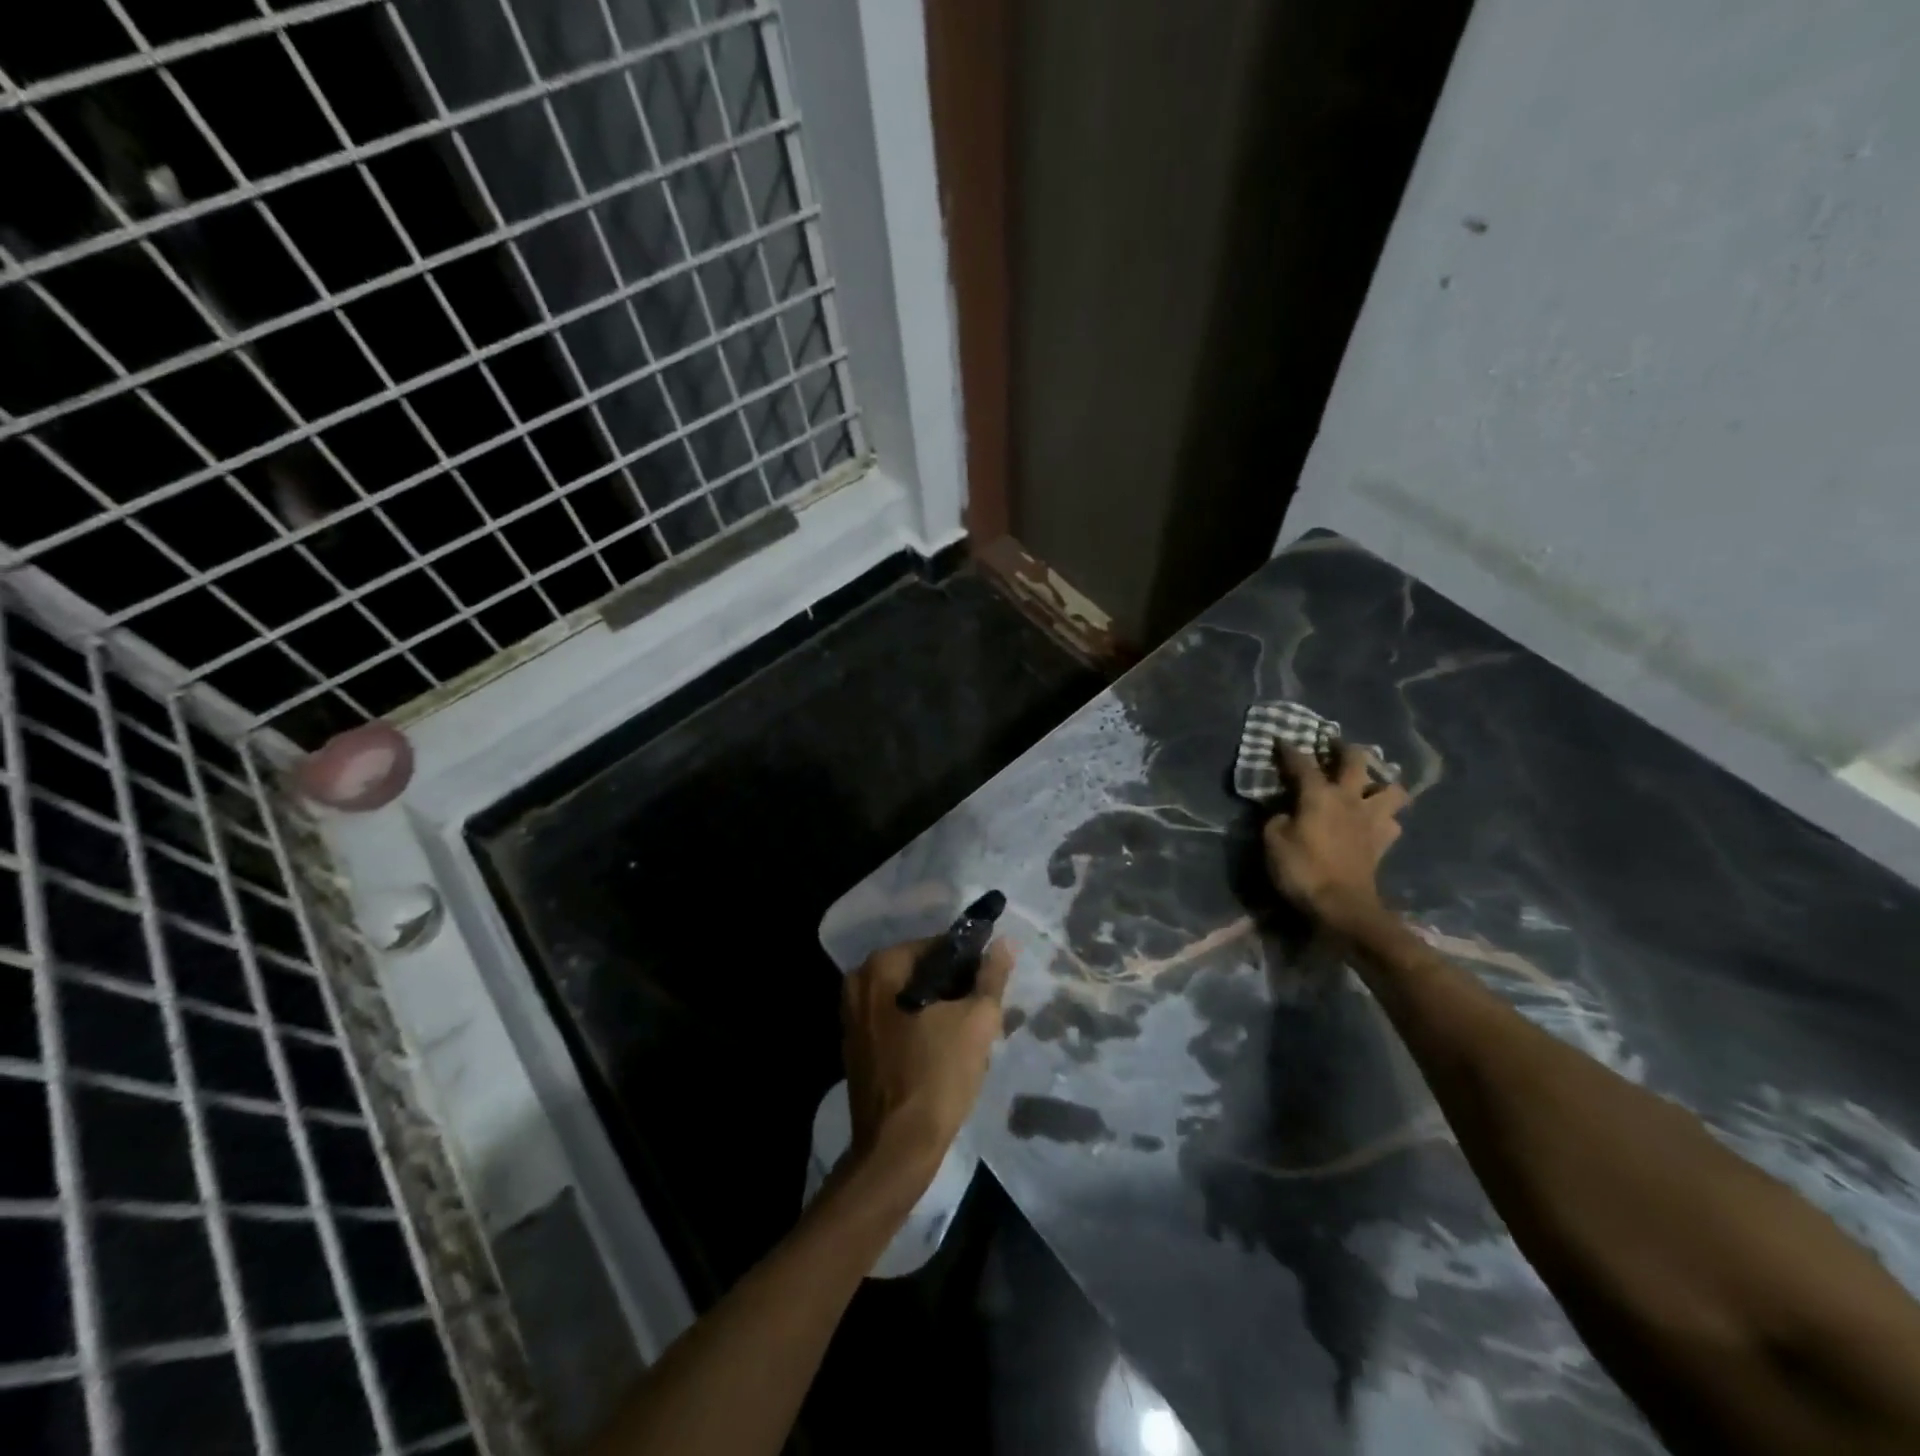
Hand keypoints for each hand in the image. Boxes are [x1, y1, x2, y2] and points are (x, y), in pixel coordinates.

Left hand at [840, 937, 1013, 1195]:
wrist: (897, 1150)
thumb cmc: (938, 1076)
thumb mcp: (976, 1021)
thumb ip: (991, 976)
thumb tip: (1006, 942)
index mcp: (881, 967)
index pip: (936, 946)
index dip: (969, 962)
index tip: (989, 986)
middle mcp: (858, 983)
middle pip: (920, 972)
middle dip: (953, 988)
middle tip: (982, 1012)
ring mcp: (851, 1017)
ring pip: (909, 999)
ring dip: (938, 1010)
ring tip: (968, 1035)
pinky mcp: (855, 1047)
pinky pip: (895, 1022)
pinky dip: (918, 1028)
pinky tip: (943, 1051)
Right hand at [1264, 744, 1410, 932]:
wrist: (1342, 906)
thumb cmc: (1303, 870)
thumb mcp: (1273, 841)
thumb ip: (1277, 818)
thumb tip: (1286, 811)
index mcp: (1319, 794)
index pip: (1302, 764)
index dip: (1288, 750)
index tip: (1280, 740)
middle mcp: (1349, 799)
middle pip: (1356, 761)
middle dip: (1344, 748)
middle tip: (1334, 745)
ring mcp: (1371, 819)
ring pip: (1392, 789)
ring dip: (1381, 783)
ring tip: (1368, 785)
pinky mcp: (1383, 842)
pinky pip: (1392, 822)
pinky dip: (1386, 818)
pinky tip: (1374, 821)